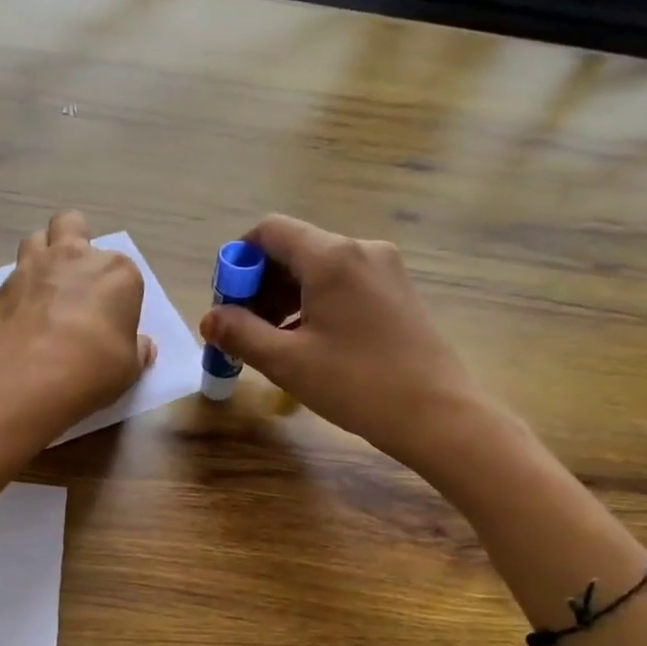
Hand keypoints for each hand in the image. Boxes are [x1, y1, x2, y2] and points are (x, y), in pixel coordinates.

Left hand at [0, 210, 155, 442]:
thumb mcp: (130, 368)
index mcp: (117, 272)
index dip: (117, 294)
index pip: (124, 271)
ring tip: (45, 288)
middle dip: (75, 242)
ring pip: (37, 239)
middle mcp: (75, 256)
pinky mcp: (2, 286)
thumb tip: (142, 345)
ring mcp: (34, 266)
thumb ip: (137, 349)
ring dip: (43, 256)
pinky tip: (21, 317)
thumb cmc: (93, 369)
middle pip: (74, 226)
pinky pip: (12, 277)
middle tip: (76, 278)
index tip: (113, 318)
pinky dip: (19, 291)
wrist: (29, 378)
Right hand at [199, 214, 472, 465]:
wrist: (438, 414)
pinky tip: (308, 343)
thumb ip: (240, 333)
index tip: (226, 303)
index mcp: (331, 257)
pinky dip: (315, 305)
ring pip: (319, 270)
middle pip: (294, 249)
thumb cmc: (357, 385)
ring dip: (286, 298)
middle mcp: (361, 250)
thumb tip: (208, 319)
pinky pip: (343, 285)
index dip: (238, 261)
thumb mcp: (286, 361)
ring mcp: (385, 270)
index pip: (269, 231)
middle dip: (260, 285)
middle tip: (243, 330)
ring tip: (272, 343)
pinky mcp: (398, 293)